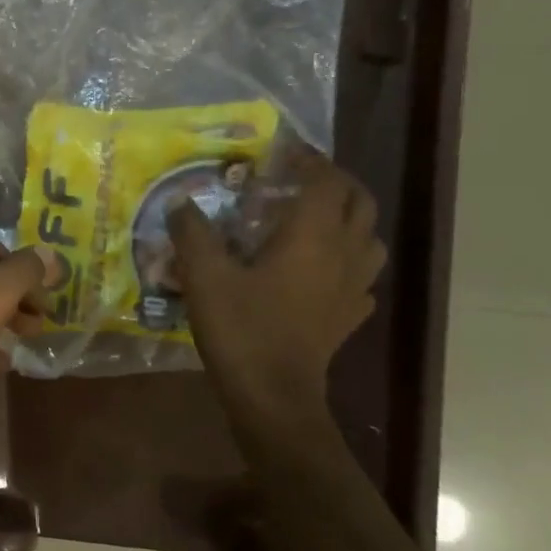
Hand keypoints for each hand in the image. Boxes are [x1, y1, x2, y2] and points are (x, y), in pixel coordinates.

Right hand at [169, 151, 385, 421]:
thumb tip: (181, 203)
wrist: (274, 397)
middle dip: (335, 183)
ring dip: (348, 220)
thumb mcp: (205, 277)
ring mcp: (353, 288)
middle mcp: (343, 254)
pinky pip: (360, 277)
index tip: (282, 153)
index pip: (326, 180)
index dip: (308, 160)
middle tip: (300, 182)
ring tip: (315, 222)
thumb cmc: (242, 330)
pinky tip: (321, 273)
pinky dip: (347, 262)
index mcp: (313, 236)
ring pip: (369, 239)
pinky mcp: (349, 317)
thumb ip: (192, 234)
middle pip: (360, 202)